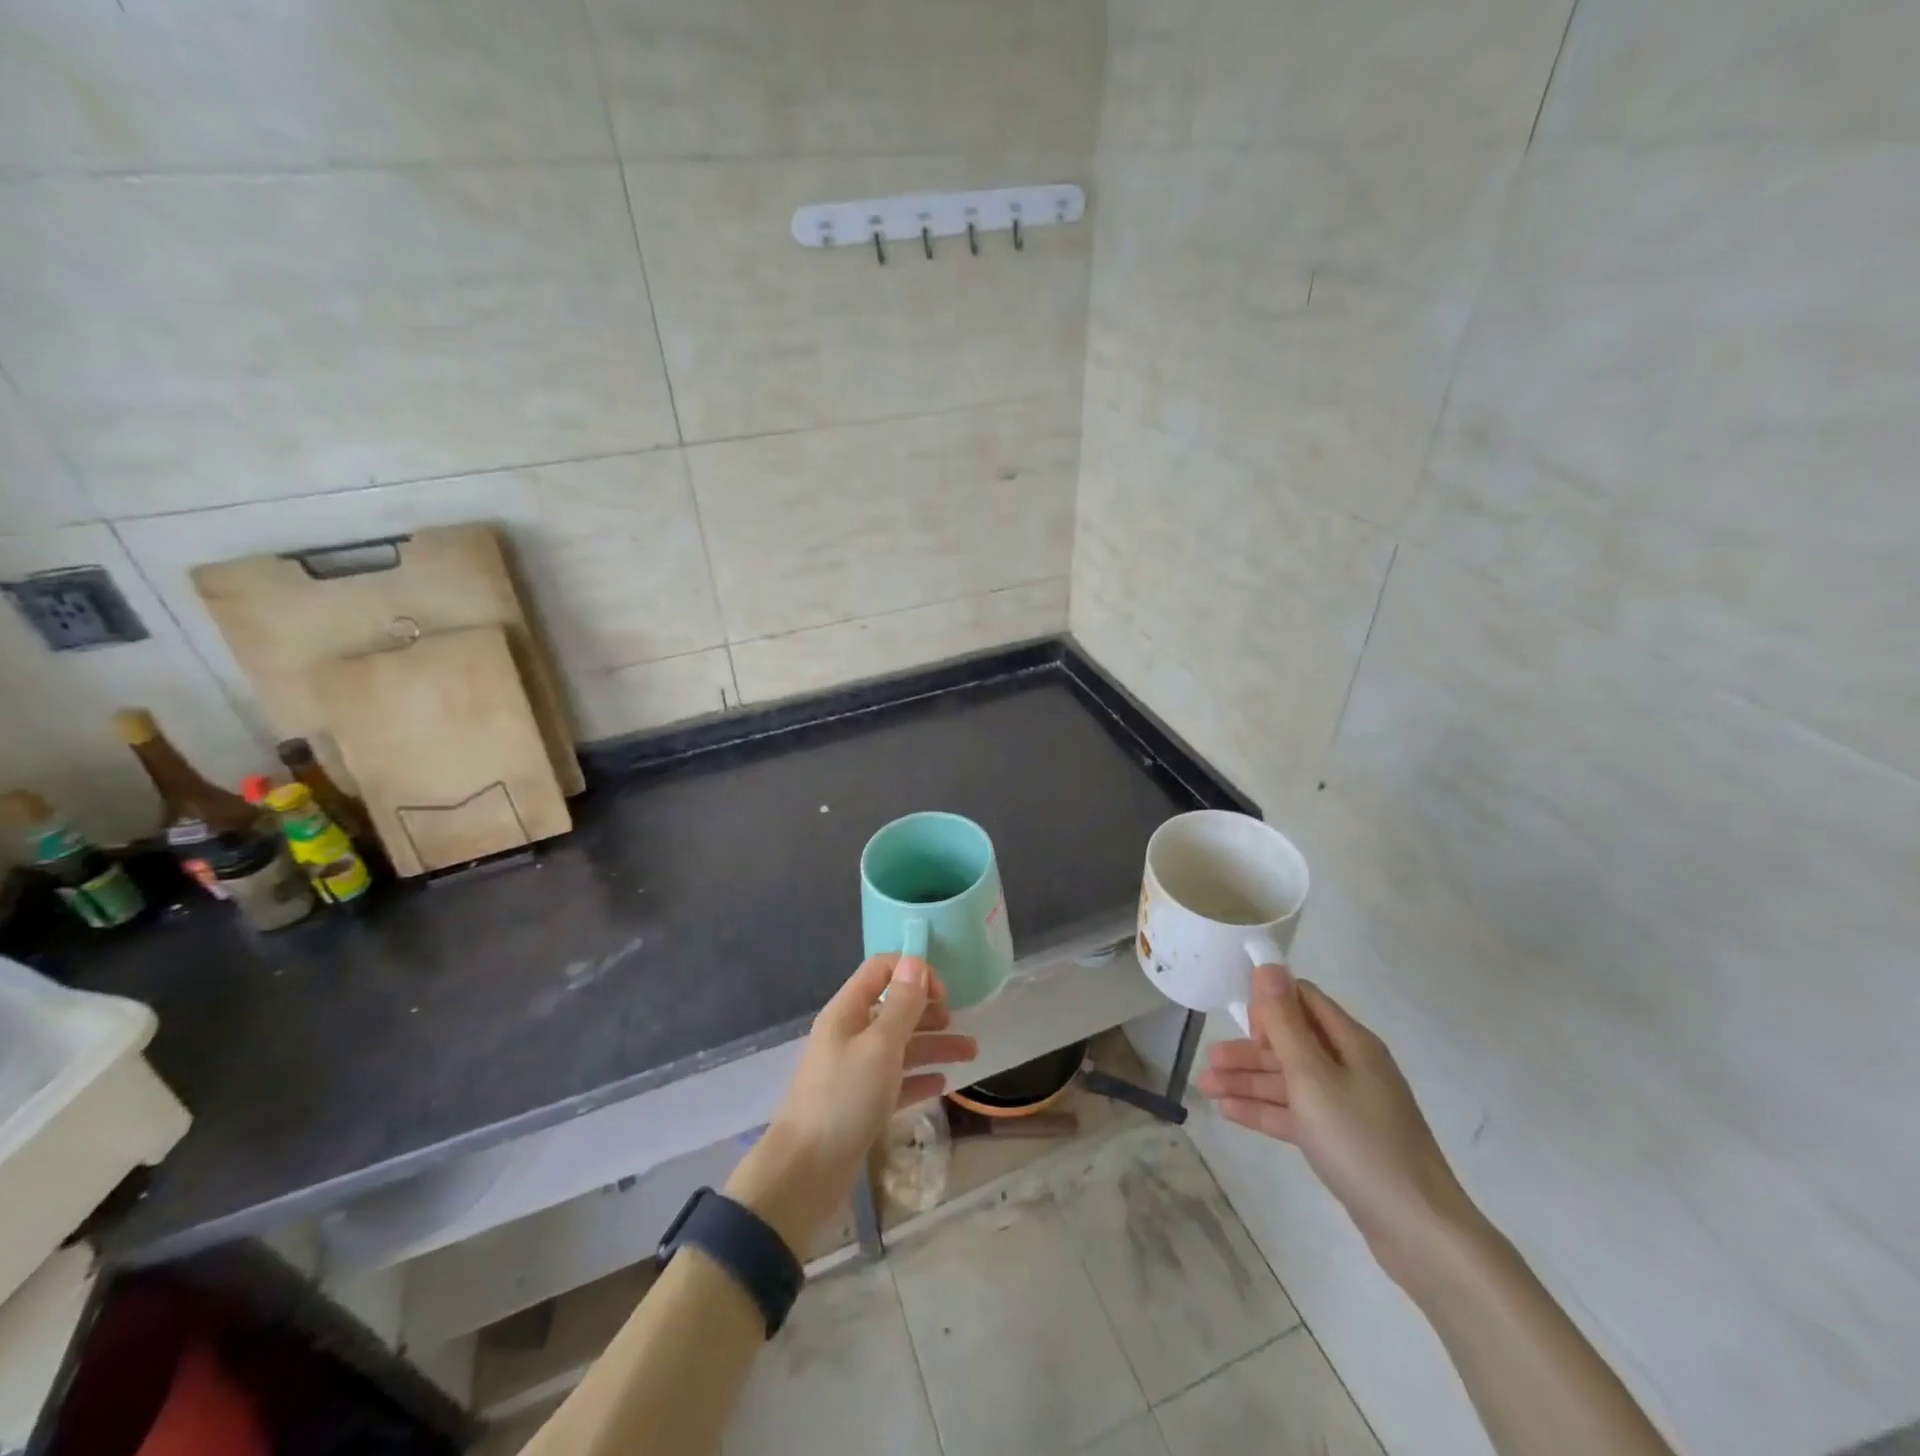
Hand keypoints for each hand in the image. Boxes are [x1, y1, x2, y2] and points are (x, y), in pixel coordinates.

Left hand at [725, 954, 976, 1253]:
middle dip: (929, 1010)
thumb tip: (915, 960)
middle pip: (893, 1009)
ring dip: (934, 1045)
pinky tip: (942, 1083)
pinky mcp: (861, 1105)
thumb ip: (901, 1004)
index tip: (944, 993)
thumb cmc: (844, 1098)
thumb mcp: (880, 1046)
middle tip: (959, 1021)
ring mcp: (855, 1071)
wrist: (805, 1173)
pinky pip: (896, 1082)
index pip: (880, 970)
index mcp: (847, 1012)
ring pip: (900, 1047)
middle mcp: (850, 1035)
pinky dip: (919, 1078)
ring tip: (971, 1053)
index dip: (913, 972)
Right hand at [1195, 963, 1483, 1289]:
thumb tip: (1268, 966)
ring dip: (1248, 1081)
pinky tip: (1228, 1111)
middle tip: (1210, 1059)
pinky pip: (1296, 1113)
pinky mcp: (1342, 1140)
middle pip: (1291, 1043)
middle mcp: (1351, 1067)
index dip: (1272, 1005)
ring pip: (1289, 1081)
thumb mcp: (1312, 1077)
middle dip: (1249, 1049)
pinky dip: (1264, 1110)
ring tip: (1205, 1087)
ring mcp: (1348, 1106)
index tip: (1242, 1024)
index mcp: (1351, 1043)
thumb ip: (1285, 1023)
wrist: (1418, 1231)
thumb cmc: (1360, 1141)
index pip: (1305, 1000)